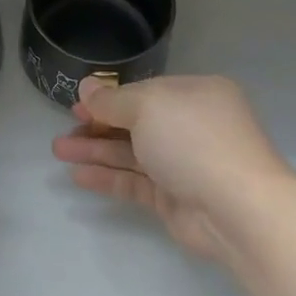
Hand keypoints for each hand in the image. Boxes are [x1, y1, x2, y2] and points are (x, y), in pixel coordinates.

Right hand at [52, 75, 291, 261]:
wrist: (237, 208)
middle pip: (136, 123)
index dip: (110, 98)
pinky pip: (136, 182)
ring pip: (132, 154)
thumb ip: (112, 100)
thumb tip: (87, 87)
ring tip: (58, 151)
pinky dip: (108, 177)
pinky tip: (78, 176)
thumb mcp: (148, 107)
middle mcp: (192, 126)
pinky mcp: (175, 198)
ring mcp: (184, 164)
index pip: (146, 92)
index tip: (77, 105)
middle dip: (97, 126)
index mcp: (196, 94)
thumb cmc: (194, 141)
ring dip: (96, 151)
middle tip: (64, 132)